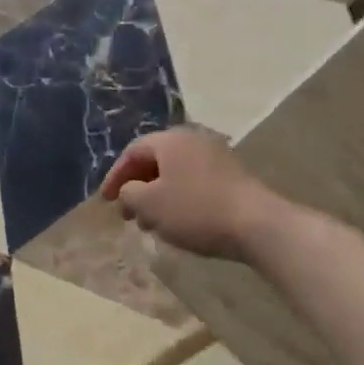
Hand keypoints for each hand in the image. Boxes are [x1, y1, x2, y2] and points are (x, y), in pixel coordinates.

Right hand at [99, 128, 269, 262]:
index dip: (115, 176)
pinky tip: (178, 223)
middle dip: (136, 187)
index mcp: (170, 140)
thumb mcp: (150, 204)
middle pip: (155, 161)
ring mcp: (216, 157)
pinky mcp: (232, 177)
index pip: (132, 152)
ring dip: (157, 196)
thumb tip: (129, 191)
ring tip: (150, 224)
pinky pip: (194, 183)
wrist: (258, 225)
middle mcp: (193, 140)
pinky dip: (178, 199)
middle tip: (127, 213)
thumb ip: (129, 193)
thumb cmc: (195, 210)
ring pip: (175, 174)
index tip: (105, 201)